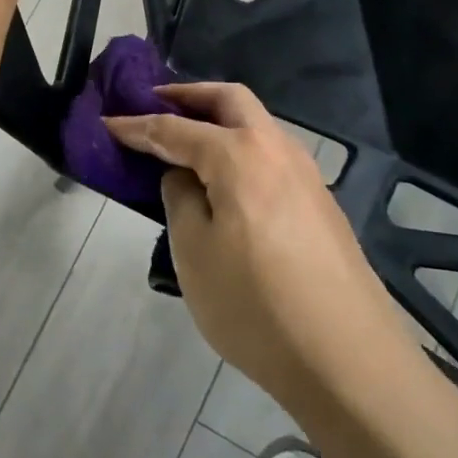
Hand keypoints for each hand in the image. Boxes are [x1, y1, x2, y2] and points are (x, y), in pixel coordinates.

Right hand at [107, 83, 413, 412]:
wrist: (349, 361)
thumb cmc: (256, 305)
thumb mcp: (194, 252)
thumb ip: (180, 198)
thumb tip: (184, 175)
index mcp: (239, 155)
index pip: (175, 129)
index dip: (137, 126)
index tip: (108, 122)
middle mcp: (277, 150)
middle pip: (230, 100)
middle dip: (189, 96)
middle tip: (154, 104)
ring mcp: (307, 175)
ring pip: (257, 125)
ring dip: (219, 120)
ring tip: (186, 141)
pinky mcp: (321, 204)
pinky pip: (271, 155)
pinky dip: (240, 149)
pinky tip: (226, 181)